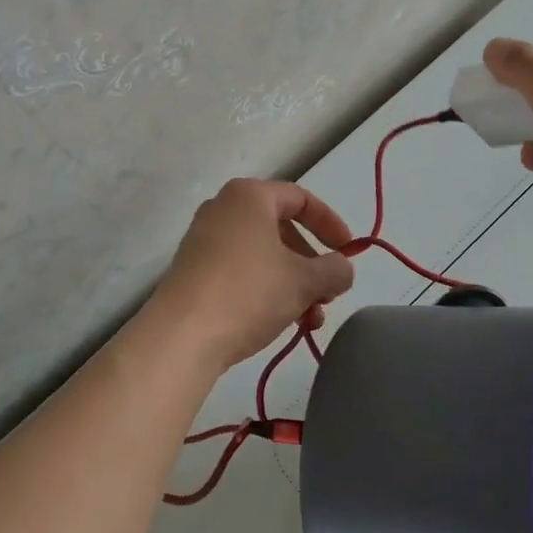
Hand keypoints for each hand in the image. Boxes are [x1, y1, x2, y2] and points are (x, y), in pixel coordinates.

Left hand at [148, 178, 356, 369]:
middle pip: (281, 229)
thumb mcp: (304, 281)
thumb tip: (342, 269)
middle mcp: (223, 209)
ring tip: (310, 320)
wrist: (183, 335)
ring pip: (262, 255)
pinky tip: (282, 322)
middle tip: (328, 293)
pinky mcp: (193, 272)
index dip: (331, 224)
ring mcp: (204, 241)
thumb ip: (334, 270)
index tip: (349, 252)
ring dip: (292, 284)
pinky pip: (241, 271)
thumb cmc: (249, 292)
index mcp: (249, 196)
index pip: (301, 199)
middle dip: (311, 263)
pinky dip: (266, 290)